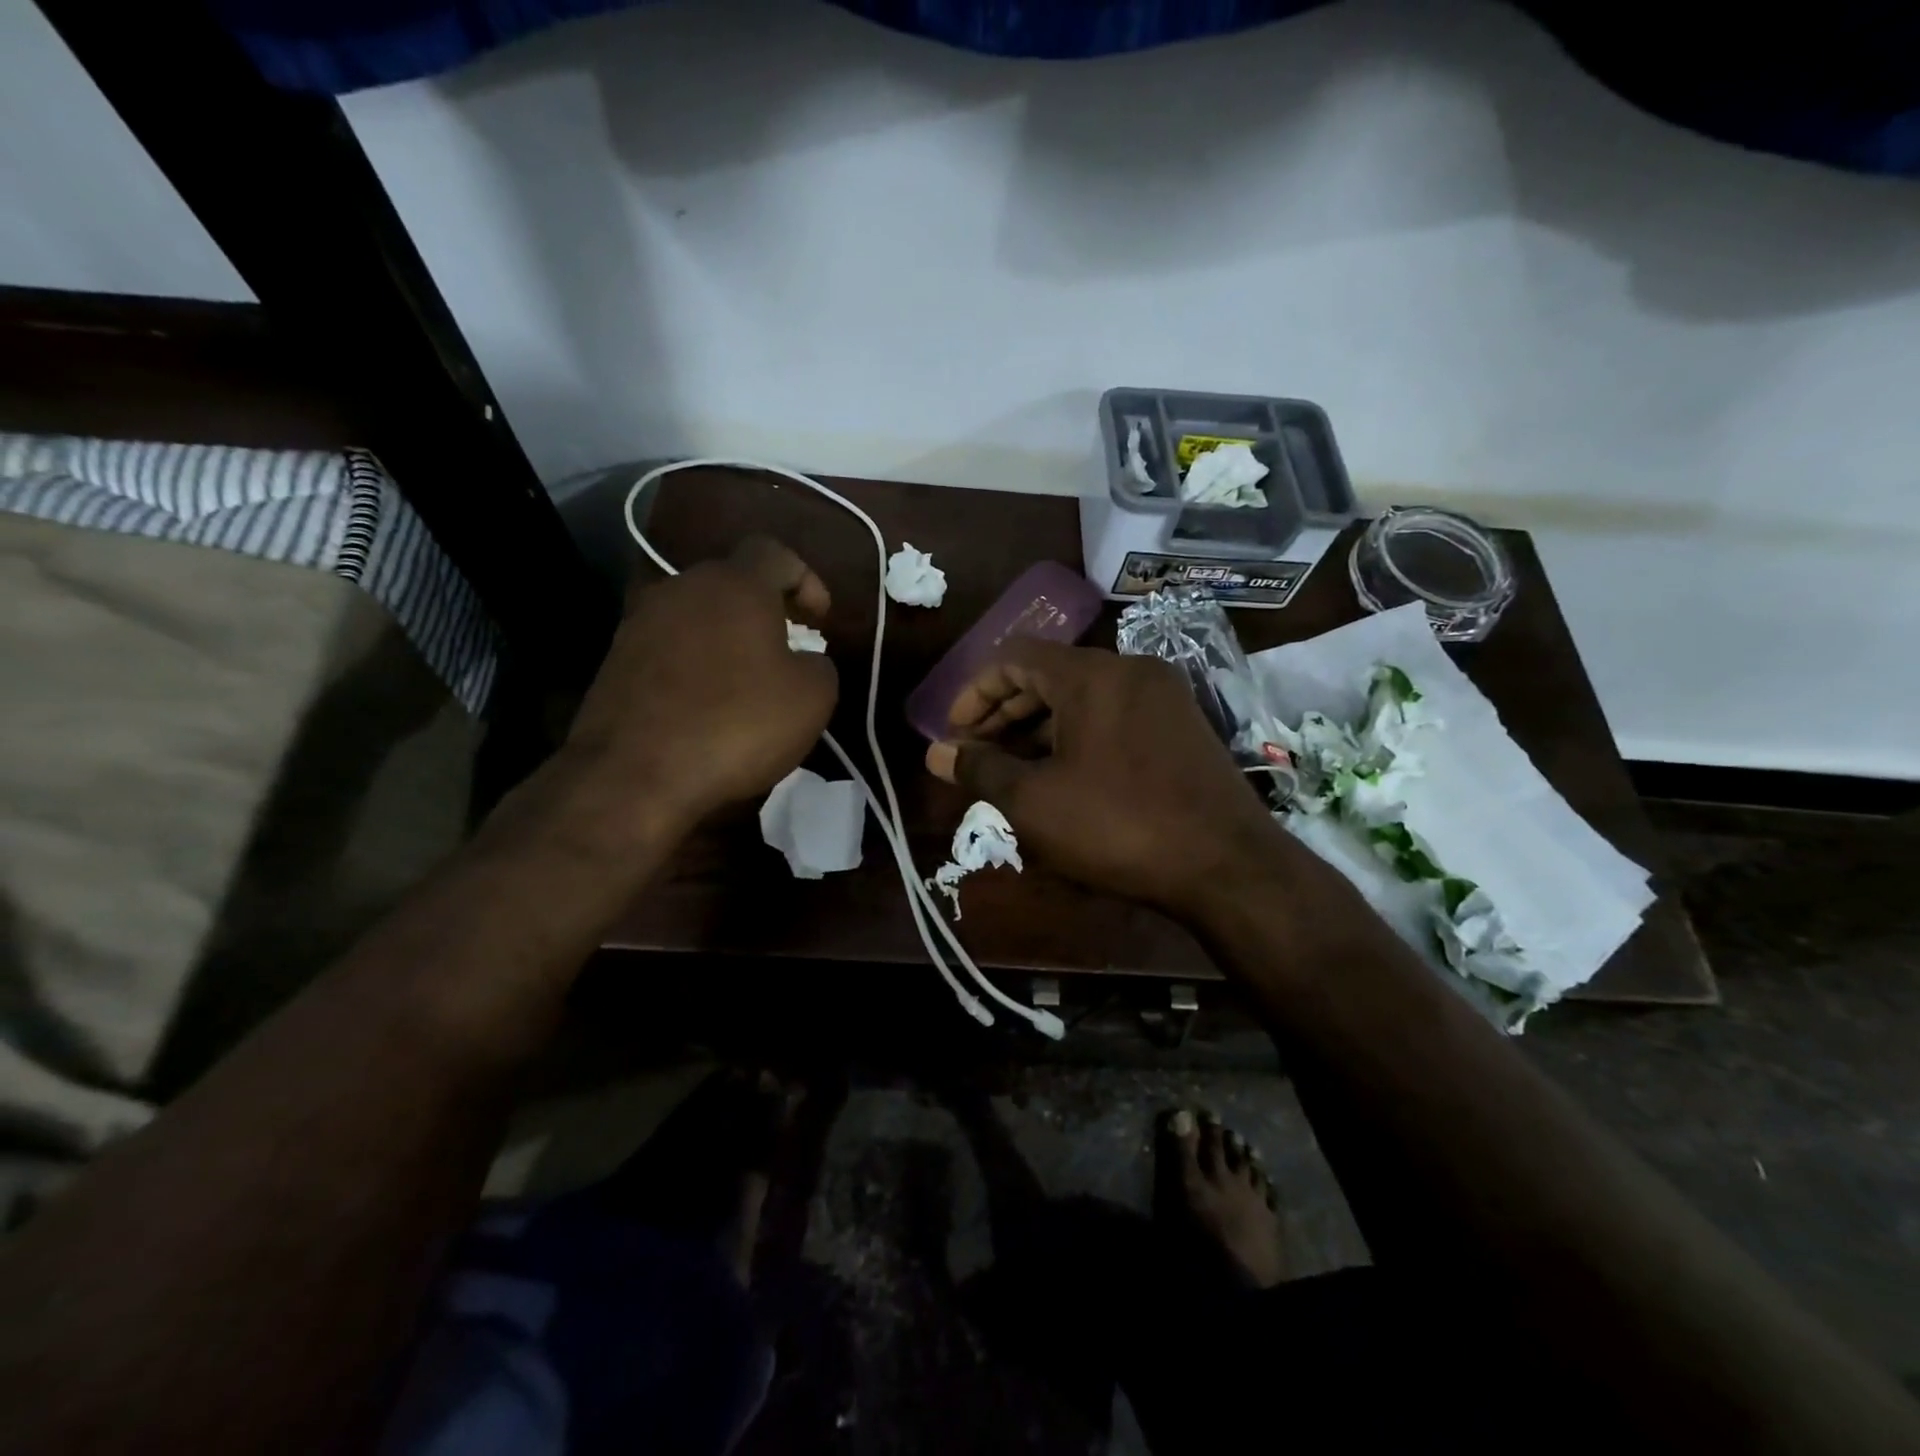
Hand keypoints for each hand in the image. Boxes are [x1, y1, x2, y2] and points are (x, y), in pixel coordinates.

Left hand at [565, 537, 837, 828]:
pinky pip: (670, 649)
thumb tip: (805, 660)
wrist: (633, 775)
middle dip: (766, 611)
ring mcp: (640, 622)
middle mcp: (682, 588)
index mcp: (735, 584)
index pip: (776, 552)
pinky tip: (706, 706)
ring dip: (728, 639)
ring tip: (746, 683)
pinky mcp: (615, 660)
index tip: (820, 622)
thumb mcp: (813, 698)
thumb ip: (821, 665)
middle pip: (732, 582)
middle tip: (788, 650)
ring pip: (698, 616)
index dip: (807, 580)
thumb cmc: (736, 724)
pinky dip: (695, 666)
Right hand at [923, 638, 1296, 917]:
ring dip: (1039, 728)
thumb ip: (980, 769)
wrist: (1227, 866)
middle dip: (1004, 713)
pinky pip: (1114, 716)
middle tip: (977, 754)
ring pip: (1083, 697)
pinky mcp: (1183, 726)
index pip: (1014, 656)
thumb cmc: (1118, 826)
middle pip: (1048, 674)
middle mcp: (1129, 670)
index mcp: (1091, 674)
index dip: (974, 692)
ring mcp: (1163, 697)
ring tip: (1012, 770)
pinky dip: (1078, 736)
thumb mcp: (1034, 802)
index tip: (954, 734)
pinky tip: (1063, 776)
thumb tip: (935, 754)